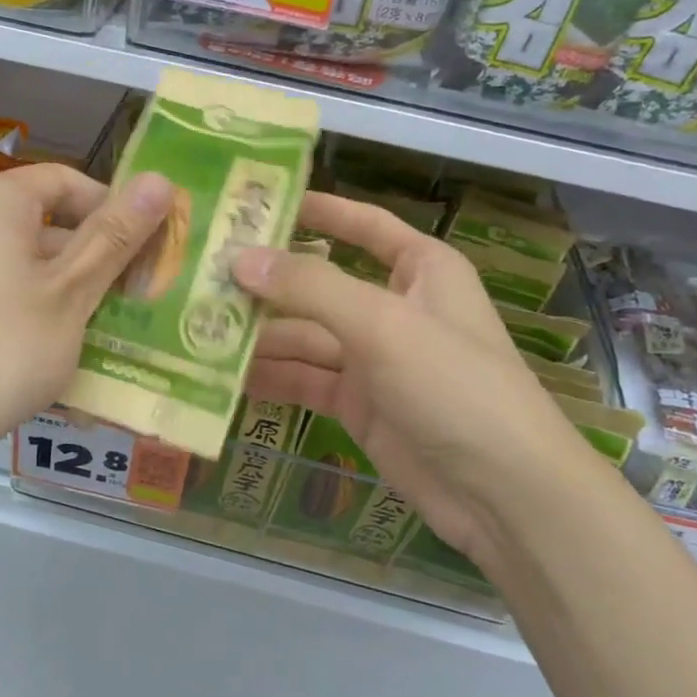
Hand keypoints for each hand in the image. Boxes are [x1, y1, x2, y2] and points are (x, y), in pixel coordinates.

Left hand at [0, 163, 175, 467]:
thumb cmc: (6, 348)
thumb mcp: (73, 291)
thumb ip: (116, 234)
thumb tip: (160, 179)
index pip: (68, 181)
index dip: (114, 209)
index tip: (147, 249)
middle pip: (46, 218)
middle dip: (96, 252)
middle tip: (137, 291)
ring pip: (27, 256)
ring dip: (72, 282)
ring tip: (110, 320)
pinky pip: (3, 284)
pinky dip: (38, 300)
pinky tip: (66, 339)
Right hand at [234, 192, 588, 564]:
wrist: (502, 494)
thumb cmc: (453, 386)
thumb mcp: (382, 325)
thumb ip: (309, 287)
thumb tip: (239, 259)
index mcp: (420, 270)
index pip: (362, 225)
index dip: (315, 210)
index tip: (256, 203)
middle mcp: (394, 307)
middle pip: (320, 284)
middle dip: (266, 283)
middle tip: (199, 276)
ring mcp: (374, 360)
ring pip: (305, 336)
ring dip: (258, 335)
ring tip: (195, 327)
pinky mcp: (358, 406)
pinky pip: (305, 380)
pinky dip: (270, 378)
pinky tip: (221, 376)